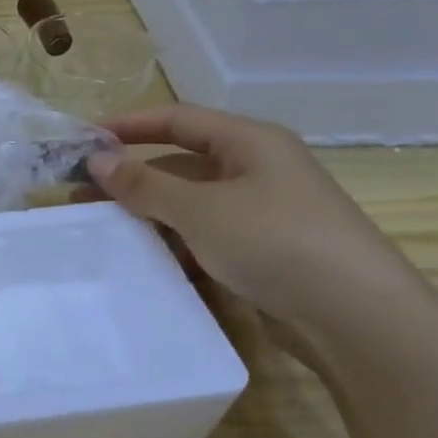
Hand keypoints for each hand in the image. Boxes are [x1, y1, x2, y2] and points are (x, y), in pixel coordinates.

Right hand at [83, 105, 427, 349]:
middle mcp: (257, 170)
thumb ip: (144, 183)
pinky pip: (204, 237)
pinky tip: (145, 261)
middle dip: (131, 176)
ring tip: (102, 229)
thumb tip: (96, 159)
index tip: (83, 140)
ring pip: (190, 203)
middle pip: (180, 162)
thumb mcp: (200, 209)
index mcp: (250, 142)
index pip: (177, 119)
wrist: (356, 317)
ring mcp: (261, 213)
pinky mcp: (262, 252)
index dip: (128, 125)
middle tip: (81, 193)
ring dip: (148, 213)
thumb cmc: (275, 241)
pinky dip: (173, 244)